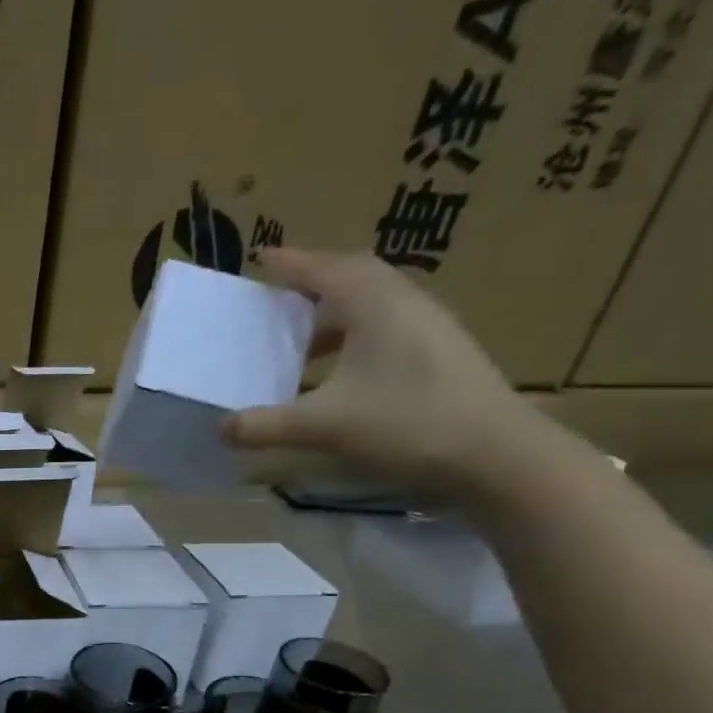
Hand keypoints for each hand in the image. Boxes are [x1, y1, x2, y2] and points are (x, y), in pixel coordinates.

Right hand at [223, 248, 573, 500]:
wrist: (493, 454)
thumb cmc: (405, 423)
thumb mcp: (322, 426)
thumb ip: (266, 426)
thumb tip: (220, 428)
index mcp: (375, 305)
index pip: (326, 270)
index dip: (291, 264)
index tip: (262, 258)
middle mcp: (404, 304)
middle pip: (354, 279)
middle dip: (313, 286)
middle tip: (278, 301)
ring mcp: (428, 329)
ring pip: (371, 307)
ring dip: (333, 318)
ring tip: (300, 345)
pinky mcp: (439, 355)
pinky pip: (385, 330)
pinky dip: (352, 341)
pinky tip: (335, 376)